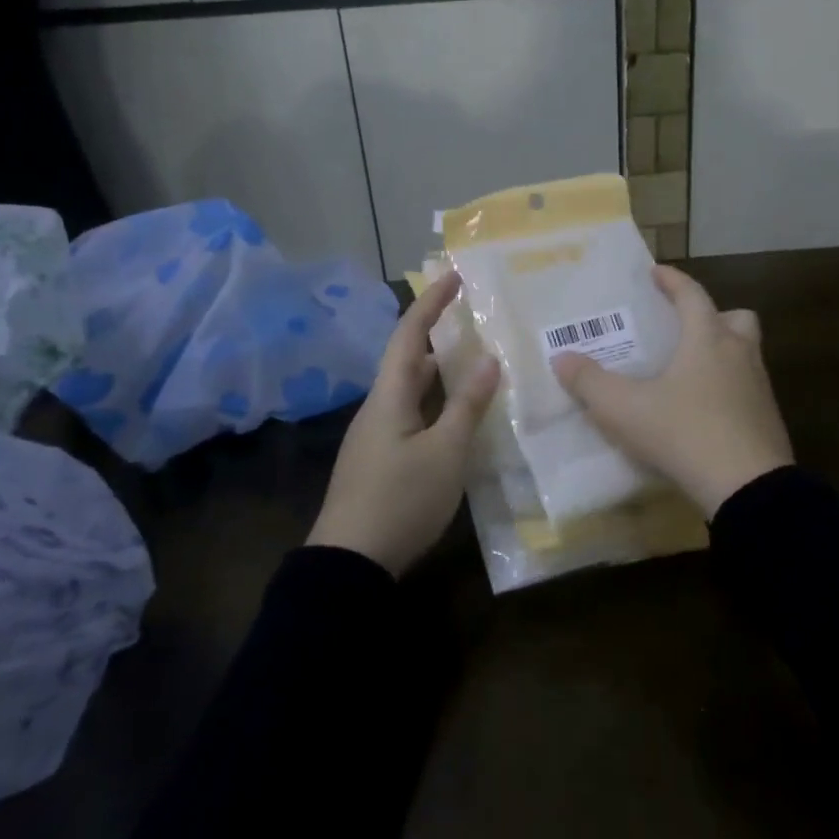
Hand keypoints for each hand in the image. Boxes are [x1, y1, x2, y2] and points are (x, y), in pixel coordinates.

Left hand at [308, 270, 499, 575]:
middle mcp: (378, 407)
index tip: (455, 275)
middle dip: (438, 334)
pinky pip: (410, 415)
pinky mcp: (379, 460)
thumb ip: (468, 405)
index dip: (432, 302)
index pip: (410, 334)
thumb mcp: (446, 452)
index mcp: (389, 395)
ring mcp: (375, 436)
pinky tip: (457, 417)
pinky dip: (435, 403)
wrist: (349, 563)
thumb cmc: (401, 499)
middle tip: (474, 320)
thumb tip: (488, 359)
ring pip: (410, 389)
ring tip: (474, 363)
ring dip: (439, 372)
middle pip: (407, 358)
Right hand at [551, 266, 791, 517]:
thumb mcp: (625, 409)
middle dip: (712, 316)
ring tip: (689, 372)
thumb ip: (590, 382)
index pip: (692, 294)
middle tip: (684, 329)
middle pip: (736, 318)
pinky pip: (747, 389)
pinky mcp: (768, 419)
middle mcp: (739, 354)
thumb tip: (561, 358)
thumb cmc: (685, 433)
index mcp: (708, 339)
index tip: (656, 272)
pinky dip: (728, 389)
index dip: (673, 280)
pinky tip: (703, 412)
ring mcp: (759, 388)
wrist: (749, 488)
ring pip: (746, 354)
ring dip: (722, 353)